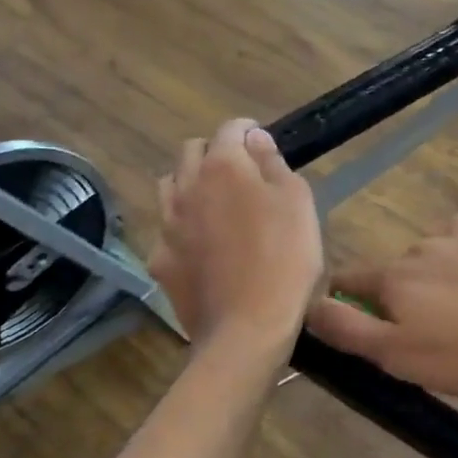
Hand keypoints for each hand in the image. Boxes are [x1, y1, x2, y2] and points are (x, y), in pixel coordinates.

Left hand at [149, 119, 321, 356]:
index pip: (231, 128)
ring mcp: (167, 224)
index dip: (249, 131)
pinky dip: (182, 226)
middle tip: (242, 172)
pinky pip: (166, 228)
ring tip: (214, 203)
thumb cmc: (285, 260)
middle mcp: (187, 186)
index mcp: (224, 166)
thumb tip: (255, 139)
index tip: (263, 143)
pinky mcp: (159, 259)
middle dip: (215, 151)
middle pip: (192, 151)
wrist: (246, 328)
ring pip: (170, 185)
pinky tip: (200, 245)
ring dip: (190, 183)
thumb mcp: (298, 203)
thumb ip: (274, 164)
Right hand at [305, 215, 457, 401]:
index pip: (352, 279)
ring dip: (446, 275)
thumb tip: (308, 306)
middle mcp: (424, 243)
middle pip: (400, 269)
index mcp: (396, 276)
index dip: (349, 300)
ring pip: (440, 253)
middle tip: (439, 331)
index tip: (364, 321)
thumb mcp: (403, 358)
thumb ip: (350, 331)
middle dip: (408, 293)